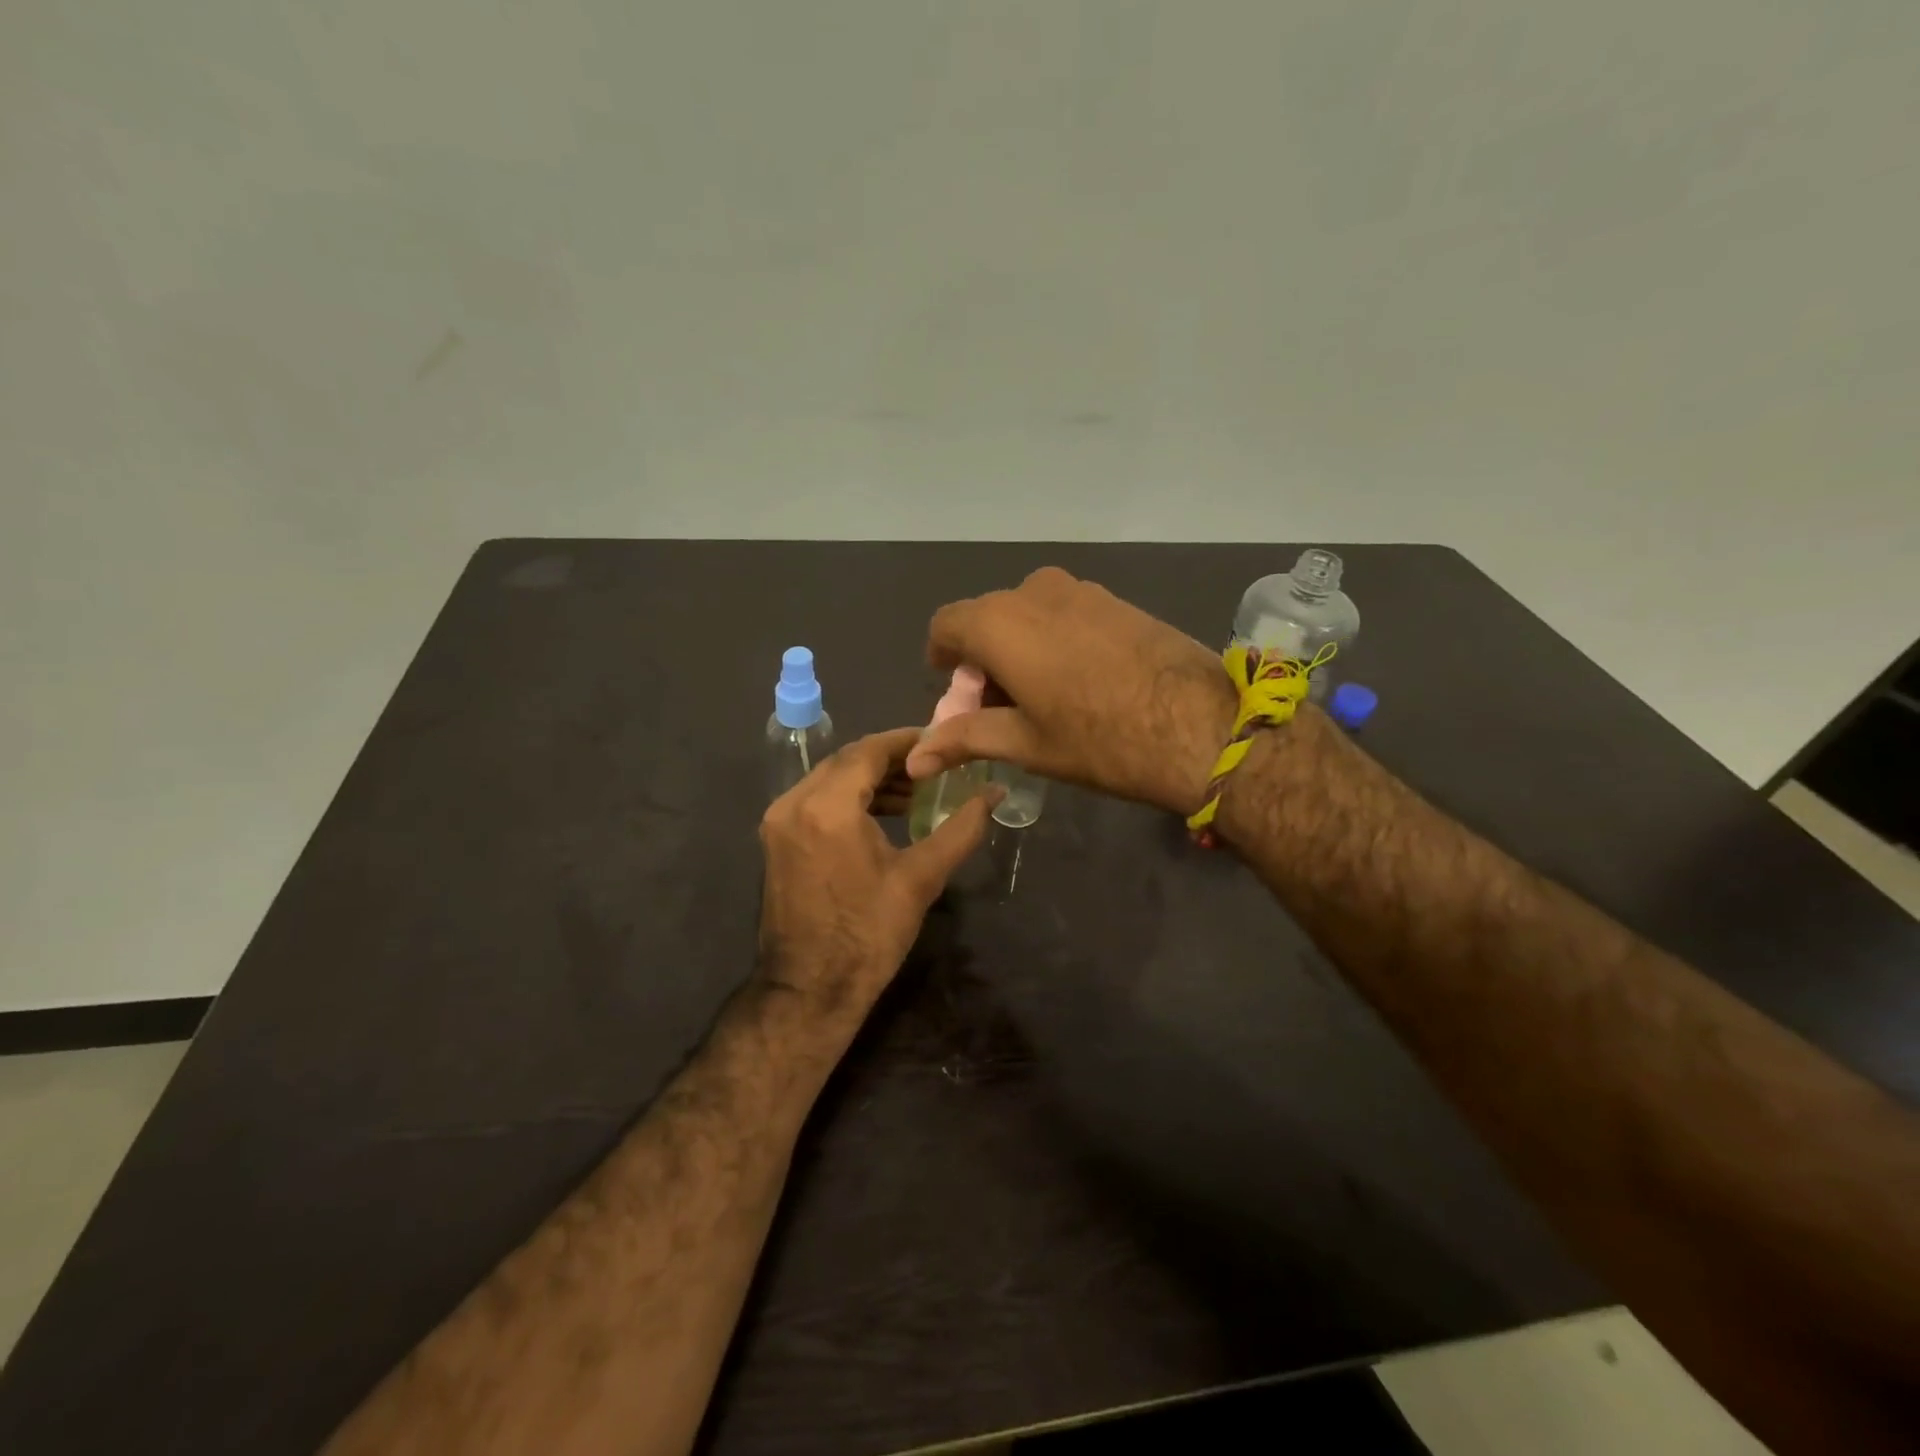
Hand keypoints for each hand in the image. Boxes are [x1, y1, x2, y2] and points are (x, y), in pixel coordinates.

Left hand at [757, 728, 993, 1023]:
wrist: (810, 990)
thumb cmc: (869, 935)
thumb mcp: (921, 879)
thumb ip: (961, 829)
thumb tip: (995, 794)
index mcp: (826, 807)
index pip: (869, 751)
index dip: (907, 741)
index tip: (940, 742)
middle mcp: (793, 803)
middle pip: (847, 761)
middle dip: (891, 760)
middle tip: (933, 767)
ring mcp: (778, 822)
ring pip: (830, 779)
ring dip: (870, 779)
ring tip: (916, 792)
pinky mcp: (776, 840)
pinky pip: (816, 801)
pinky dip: (849, 798)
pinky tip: (884, 813)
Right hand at [907, 567, 1236, 815]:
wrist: (1203, 725)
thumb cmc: (1100, 740)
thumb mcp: (1025, 744)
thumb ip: (964, 738)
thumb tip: (914, 759)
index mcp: (1000, 623)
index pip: (946, 626)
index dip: (944, 661)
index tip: (958, 696)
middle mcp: (1033, 592)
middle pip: (986, 620)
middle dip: (982, 662)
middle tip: (999, 711)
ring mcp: (1080, 591)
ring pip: (1026, 615)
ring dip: (1018, 651)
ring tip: (1040, 700)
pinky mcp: (1115, 600)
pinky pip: (1062, 613)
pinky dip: (1052, 641)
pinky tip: (1078, 683)